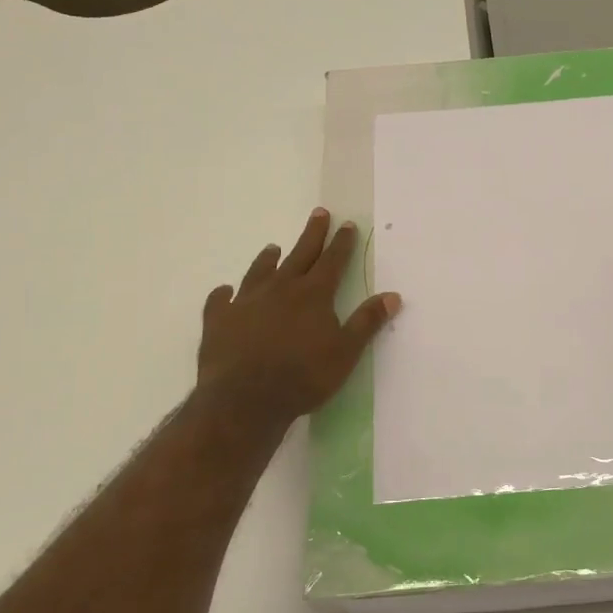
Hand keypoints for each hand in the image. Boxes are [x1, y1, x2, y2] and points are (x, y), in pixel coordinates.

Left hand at [196, 208, 400, 432]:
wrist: (244, 399)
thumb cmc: (303, 377)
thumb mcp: (345, 352)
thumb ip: (367, 322)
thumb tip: (392, 295)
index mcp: (313, 294)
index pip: (332, 261)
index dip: (341, 243)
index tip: (347, 224)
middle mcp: (280, 289)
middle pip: (300, 255)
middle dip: (312, 234)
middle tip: (319, 213)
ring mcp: (246, 302)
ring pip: (259, 271)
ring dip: (268, 259)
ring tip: (272, 247)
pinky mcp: (219, 320)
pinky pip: (220, 300)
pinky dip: (224, 294)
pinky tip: (225, 291)